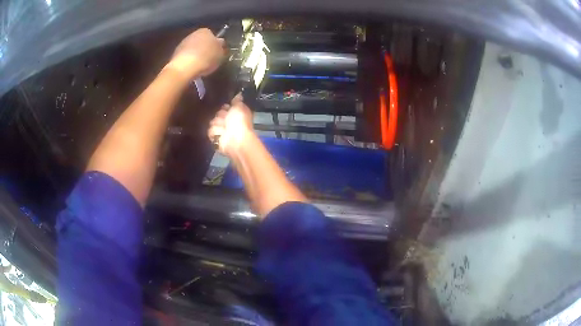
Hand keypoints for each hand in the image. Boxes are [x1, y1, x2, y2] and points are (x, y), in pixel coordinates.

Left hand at [165, 28, 224, 79]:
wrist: (185, 67)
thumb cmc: (206, 58)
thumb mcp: (221, 53)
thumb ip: (221, 47)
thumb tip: (220, 43)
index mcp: (206, 31)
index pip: (213, 35)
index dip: (215, 44)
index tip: (216, 53)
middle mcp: (193, 33)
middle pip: (201, 41)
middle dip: (204, 48)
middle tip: (209, 59)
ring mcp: (183, 43)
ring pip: (193, 48)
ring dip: (196, 54)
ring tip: (200, 65)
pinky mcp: (175, 53)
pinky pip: (185, 56)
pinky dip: (188, 60)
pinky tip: (191, 68)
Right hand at [208, 95, 253, 155]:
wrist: (236, 139)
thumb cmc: (240, 122)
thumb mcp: (239, 107)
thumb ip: (237, 100)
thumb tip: (239, 94)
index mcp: (236, 113)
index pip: (225, 106)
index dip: (225, 107)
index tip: (226, 107)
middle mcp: (228, 121)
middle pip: (217, 113)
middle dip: (220, 115)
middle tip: (226, 119)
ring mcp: (221, 129)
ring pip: (212, 121)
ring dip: (218, 124)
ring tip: (224, 128)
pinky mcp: (215, 137)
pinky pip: (210, 131)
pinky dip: (215, 132)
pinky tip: (221, 134)